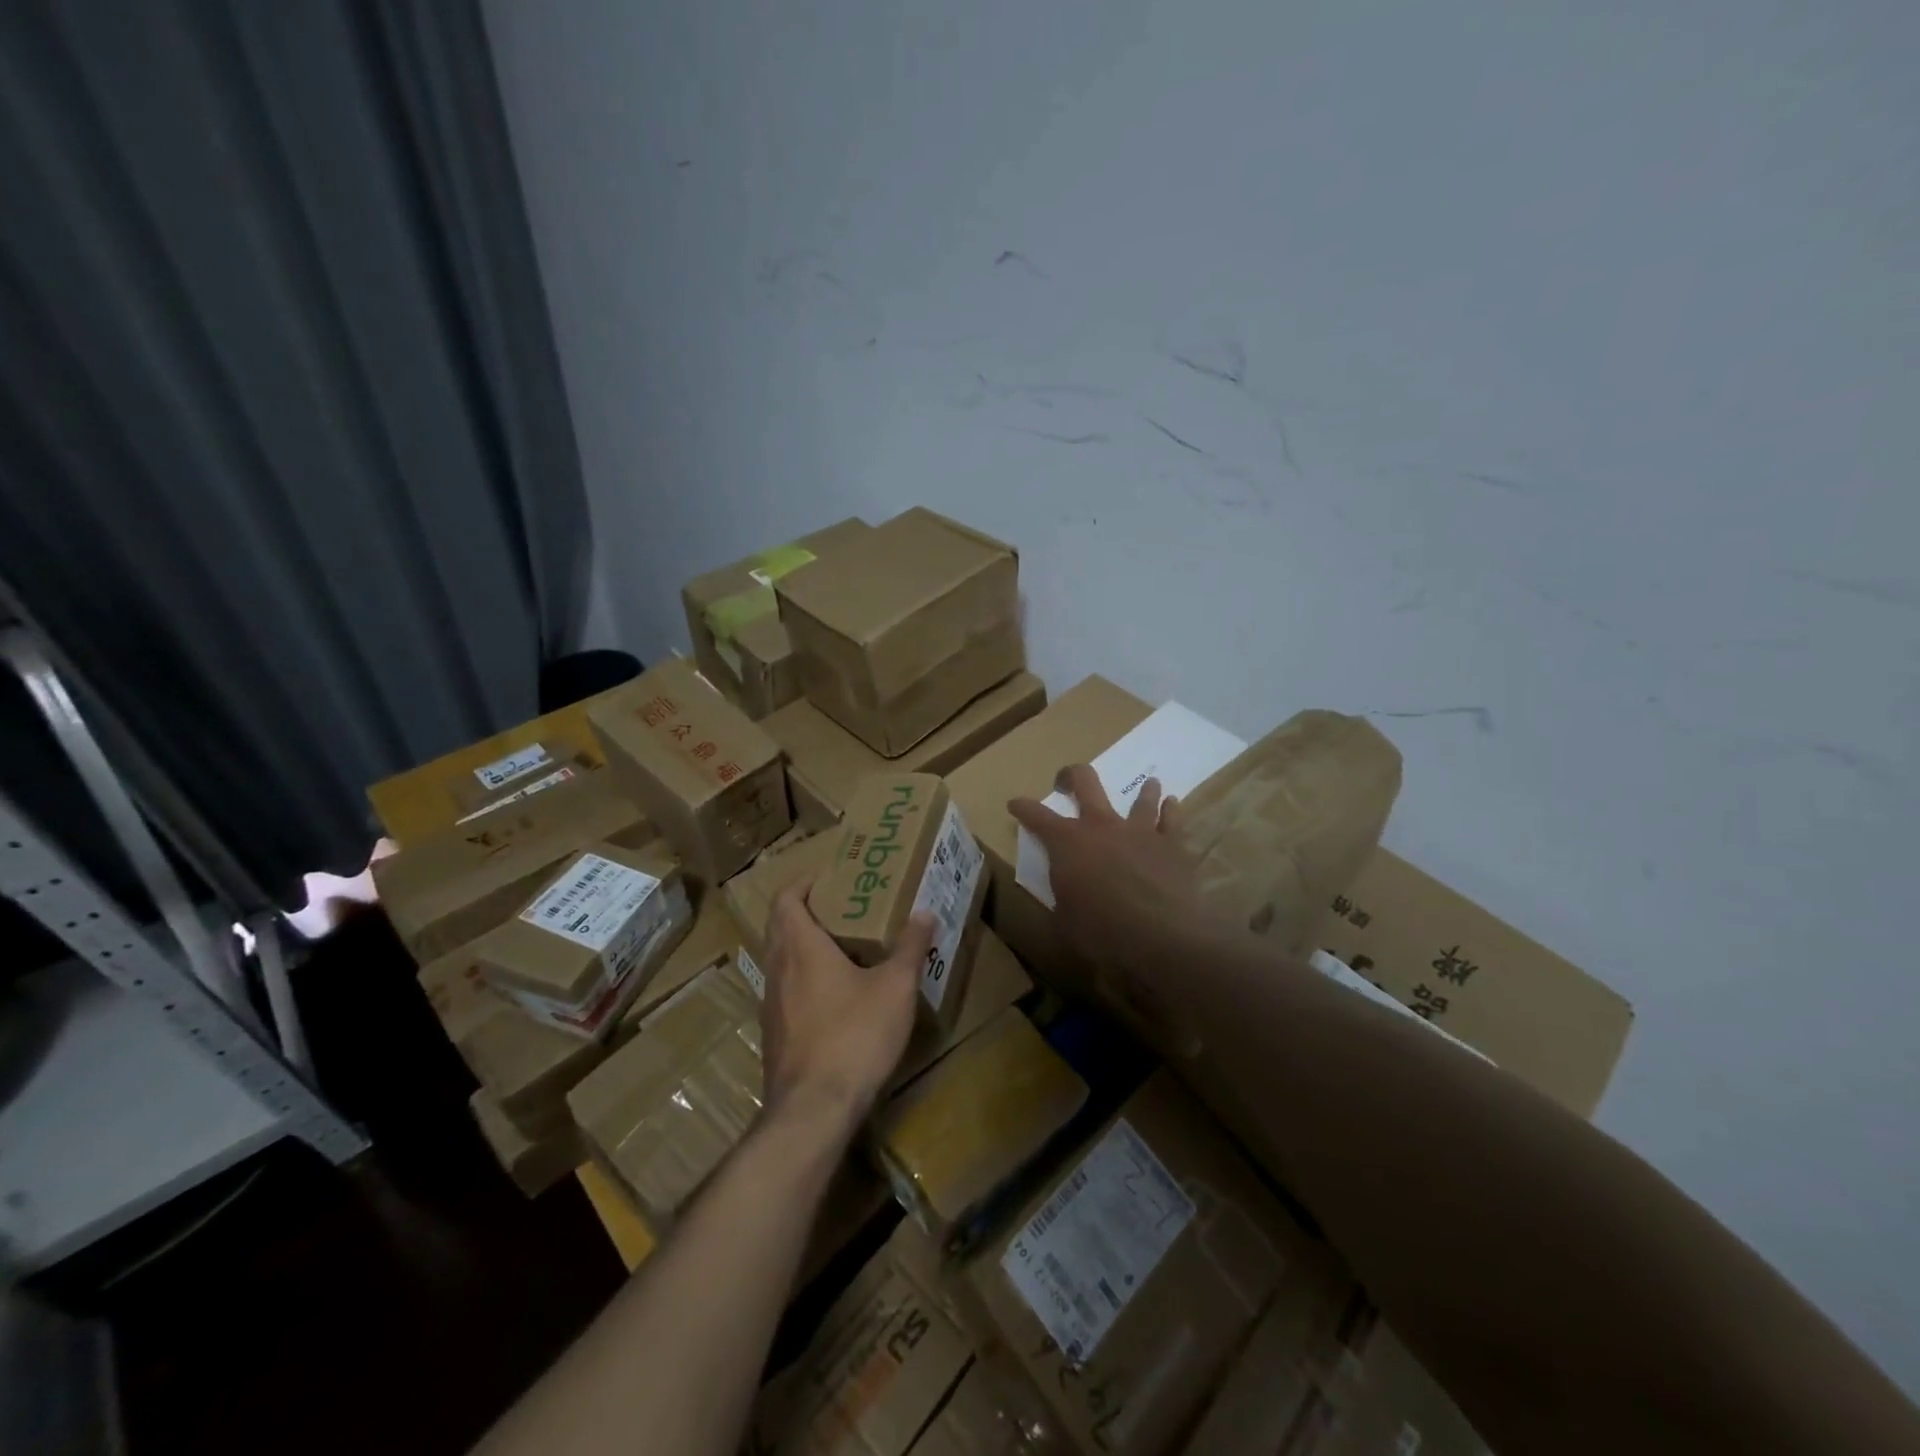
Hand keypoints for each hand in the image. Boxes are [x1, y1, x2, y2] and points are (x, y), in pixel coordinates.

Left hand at [758, 879, 933, 1139]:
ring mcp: (771, 1005)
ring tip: (842, 948)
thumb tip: (924, 913)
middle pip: (780, 926)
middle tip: (842, 907)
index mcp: (800, 947)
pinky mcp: (774, 1035)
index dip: (802, 882)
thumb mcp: (894, 988)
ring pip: (780, 960)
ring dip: (803, 947)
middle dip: (806, 911)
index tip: (827, 877)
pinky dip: (803, 979)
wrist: (813, 1110)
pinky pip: (785, 991)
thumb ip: (909, 948)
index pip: (785, 898)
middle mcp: (778, 969)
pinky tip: (834, 998)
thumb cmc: (854, 1035)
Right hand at [1009, 768, 1208, 979]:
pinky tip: (1172, 803)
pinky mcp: (1171, 845)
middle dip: (1071, 776)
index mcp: (1067, 843)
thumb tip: (1066, 896)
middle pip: (1085, 782)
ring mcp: (1139, 831)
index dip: (1022, 808)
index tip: (1015, 804)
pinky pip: (1171, 819)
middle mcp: (1102, 826)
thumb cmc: (1100, 932)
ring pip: (1140, 797)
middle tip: (1066, 780)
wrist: (1159, 937)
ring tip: (1147, 784)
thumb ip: (1063, 898)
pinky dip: (1170, 810)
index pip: (1036, 816)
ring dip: (1142, 790)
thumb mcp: (1064, 920)